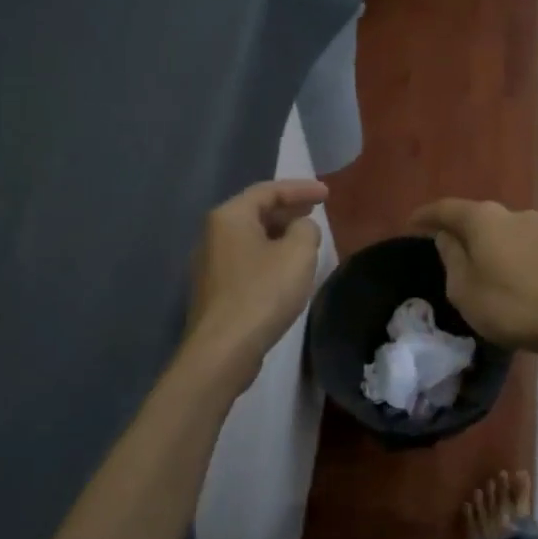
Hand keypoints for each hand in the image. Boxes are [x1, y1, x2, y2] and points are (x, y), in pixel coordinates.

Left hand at [185, 179, 326, 387]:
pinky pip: (245, 260)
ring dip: (278, 234)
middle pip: (255, 212)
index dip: (300, 188)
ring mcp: (209, 264)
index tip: (327, 194)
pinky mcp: (214, 291)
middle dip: (287, 209)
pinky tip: (284, 269)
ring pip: (249, 238)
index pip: (268, 191)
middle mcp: (213, 234)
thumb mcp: (298, 253)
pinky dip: (267, 255)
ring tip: (303, 238)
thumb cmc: (263, 293)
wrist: (223, 349)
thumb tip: (300, 228)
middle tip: (315, 210)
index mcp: (230, 217)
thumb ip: (306, 229)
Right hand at [407, 199, 537, 355]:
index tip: (410, 224)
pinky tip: (503, 274)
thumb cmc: (511, 305)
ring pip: (499, 230)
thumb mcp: (464, 288)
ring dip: (483, 243)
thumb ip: (451, 258)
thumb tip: (448, 237)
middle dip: (457, 229)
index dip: (425, 216)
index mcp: (483, 218)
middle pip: (475, 216)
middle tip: (441, 247)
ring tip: (473, 264)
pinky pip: (518, 243)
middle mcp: (511, 213)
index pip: (445, 209)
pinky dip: (504, 253)